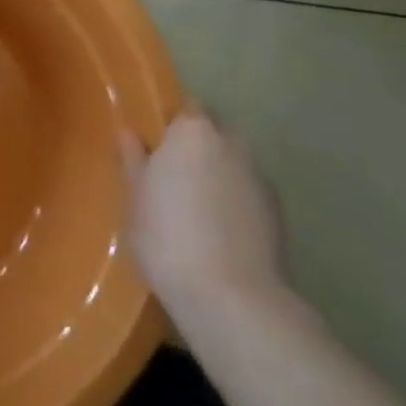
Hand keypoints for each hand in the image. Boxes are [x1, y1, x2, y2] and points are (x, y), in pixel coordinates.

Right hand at [120, 108, 286, 321]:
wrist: (232, 298)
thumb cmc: (167, 236)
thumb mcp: (134, 197)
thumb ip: (132, 159)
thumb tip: (128, 132)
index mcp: (193, 132)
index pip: (186, 107)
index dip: (170, 122)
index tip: (153, 141)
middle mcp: (232, 144)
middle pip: (213, 132)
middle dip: (196, 146)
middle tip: (169, 173)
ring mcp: (260, 179)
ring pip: (233, 163)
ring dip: (216, 174)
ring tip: (193, 206)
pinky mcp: (278, 214)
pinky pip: (247, 193)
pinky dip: (233, 201)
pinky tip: (216, 231)